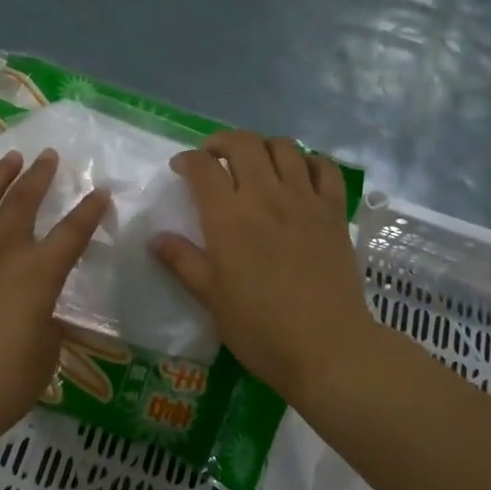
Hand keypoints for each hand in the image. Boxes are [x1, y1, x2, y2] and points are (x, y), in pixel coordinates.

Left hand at [0, 149, 109, 448]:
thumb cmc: (1, 385)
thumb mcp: (44, 356)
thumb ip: (47, 325)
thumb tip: (41, 312)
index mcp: (38, 274)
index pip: (73, 234)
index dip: (90, 211)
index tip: (101, 191)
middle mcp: (1, 253)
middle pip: (23, 203)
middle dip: (39, 176)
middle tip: (48, 156)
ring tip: (8, 159)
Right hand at [152, 130, 378, 398]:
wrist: (327, 347)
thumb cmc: (260, 328)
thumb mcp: (211, 298)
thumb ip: (183, 261)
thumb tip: (156, 238)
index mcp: (228, 217)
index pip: (203, 167)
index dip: (187, 160)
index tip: (181, 169)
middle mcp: (265, 196)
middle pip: (243, 143)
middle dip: (222, 142)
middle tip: (214, 158)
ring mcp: (304, 200)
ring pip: (284, 147)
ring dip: (263, 146)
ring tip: (255, 162)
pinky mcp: (334, 212)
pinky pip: (325, 169)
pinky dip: (310, 162)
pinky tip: (300, 174)